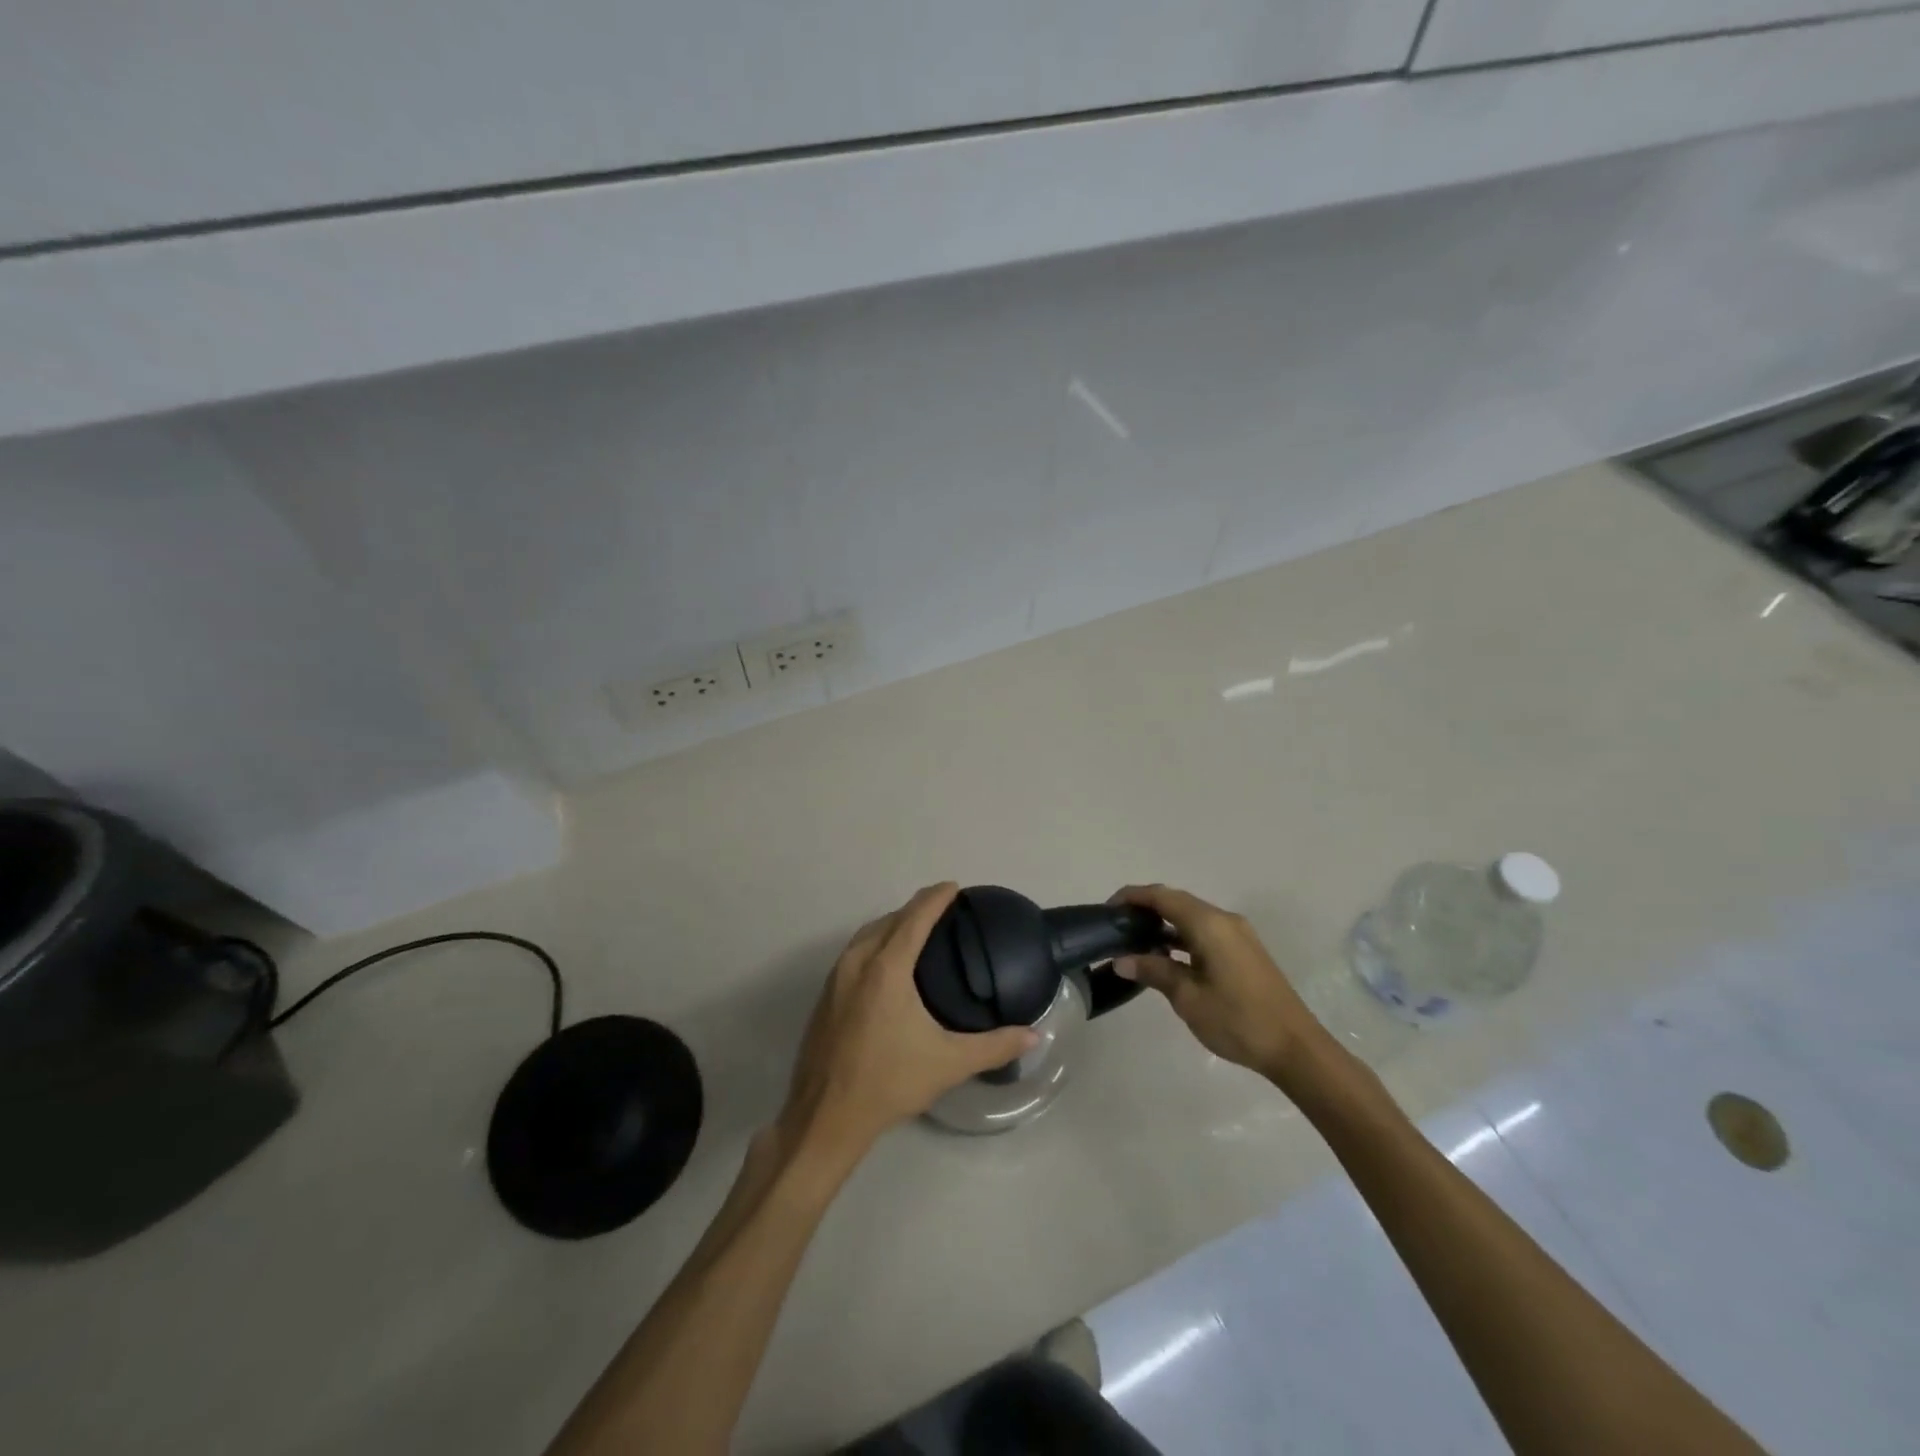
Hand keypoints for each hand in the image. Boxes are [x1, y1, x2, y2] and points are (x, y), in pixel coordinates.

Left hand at [778, 883, 1036, 1169]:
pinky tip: (888, 961)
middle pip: (889, 920)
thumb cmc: (889, 1082)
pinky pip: (854, 951)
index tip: (954, 887)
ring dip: (893, 923)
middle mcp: (858, 962)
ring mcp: (836, 977)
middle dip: (915, 908)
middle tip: (943, 908)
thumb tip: (1034, 1036)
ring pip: (867, 934)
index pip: (914, 918)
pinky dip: (875, 942)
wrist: (825, 1116)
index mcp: (887, 969)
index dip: (935, 898)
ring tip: (917, 928)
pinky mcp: (826, 995)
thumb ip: (995, 1046)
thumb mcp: (949, 1063)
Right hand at [1110, 884, 1336, 1089]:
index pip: (1163, 897)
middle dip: (1146, 909)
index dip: (1133, 897)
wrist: (1296, 1048)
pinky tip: (1166, 957)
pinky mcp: (1244, 951)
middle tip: (1117, 927)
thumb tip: (1121, 960)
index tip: (1107, 909)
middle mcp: (1224, 920)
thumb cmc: (1238, 1020)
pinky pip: (1205, 931)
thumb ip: (1154, 971)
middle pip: (1177, 902)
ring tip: (1135, 942)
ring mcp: (1238, 935)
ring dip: (1164, 924)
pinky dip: (1182, 937)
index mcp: (1209, 924)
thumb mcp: (1188, 998)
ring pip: (1192, 917)